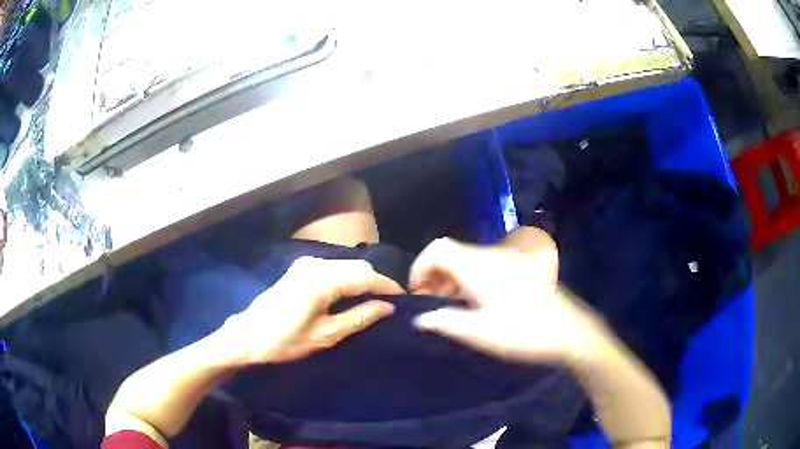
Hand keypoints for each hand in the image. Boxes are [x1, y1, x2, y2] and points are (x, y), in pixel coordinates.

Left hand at [217, 257, 402, 364]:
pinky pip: (333, 268)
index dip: (388, 286)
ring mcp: (306, 264)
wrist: (247, 337)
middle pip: (357, 266)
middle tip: (389, 304)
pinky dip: (346, 279)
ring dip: (361, 280)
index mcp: (322, 280)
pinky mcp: (300, 269)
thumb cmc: (285, 341)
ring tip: (373, 301)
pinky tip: (350, 295)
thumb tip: (388, 307)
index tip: (404, 299)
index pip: (366, 276)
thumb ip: (359, 317)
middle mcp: (315, 264)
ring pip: (346, 266)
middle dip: (376, 282)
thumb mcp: (326, 335)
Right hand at [410, 229, 599, 363]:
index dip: (420, 266)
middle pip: (450, 252)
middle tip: (432, 302)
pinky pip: (482, 263)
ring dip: (451, 277)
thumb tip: (420, 318)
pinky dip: (468, 277)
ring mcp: (506, 259)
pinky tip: (474, 300)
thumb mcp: (480, 333)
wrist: (567, 330)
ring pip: (466, 258)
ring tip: (451, 304)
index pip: (438, 249)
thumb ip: (445, 322)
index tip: (418, 292)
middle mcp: (491, 256)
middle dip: (434, 274)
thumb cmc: (523, 332)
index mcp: (478, 268)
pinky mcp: (517, 266)